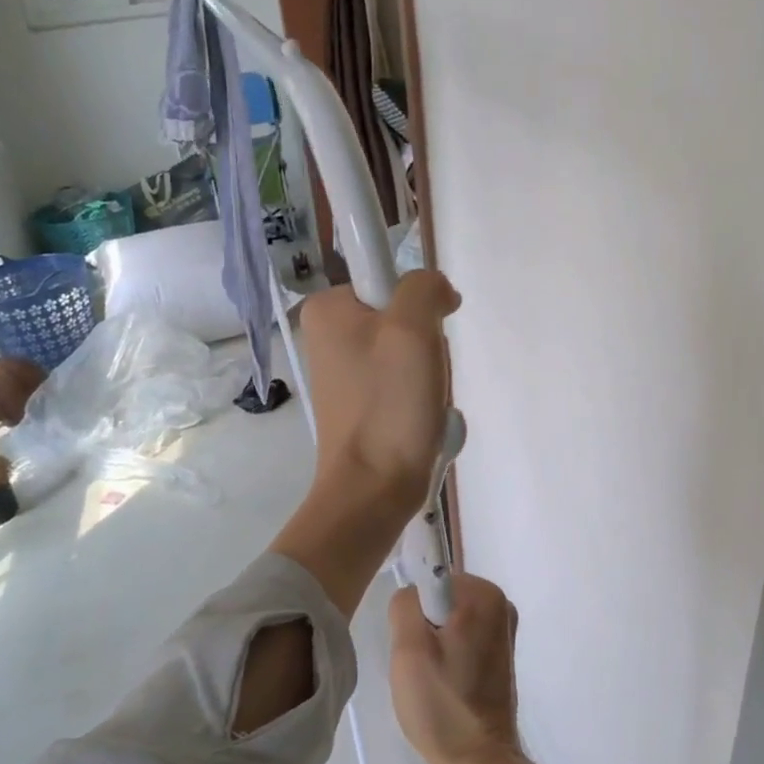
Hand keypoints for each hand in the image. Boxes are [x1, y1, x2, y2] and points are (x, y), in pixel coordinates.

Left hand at [269, 271, 460, 617]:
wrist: (374, 488)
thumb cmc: (389, 404)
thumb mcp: (411, 328)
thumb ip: (424, 287)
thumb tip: (436, 291)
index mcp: (327, 309)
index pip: (389, 275)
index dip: (419, 302)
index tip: (426, 336)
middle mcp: (328, 335)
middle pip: (402, 315)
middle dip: (427, 345)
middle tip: (424, 376)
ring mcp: (344, 372)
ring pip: (409, 351)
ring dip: (429, 374)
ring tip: (424, 404)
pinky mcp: (360, 402)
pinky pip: (403, 382)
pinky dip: (421, 397)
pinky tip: (421, 420)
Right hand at [388, 576, 528, 763]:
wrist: (478, 762)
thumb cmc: (441, 704)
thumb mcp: (408, 649)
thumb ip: (404, 604)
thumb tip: (412, 595)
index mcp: (484, 594)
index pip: (429, 580)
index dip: (415, 614)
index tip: (418, 648)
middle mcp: (501, 603)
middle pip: (438, 599)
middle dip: (423, 628)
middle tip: (421, 666)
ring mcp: (503, 629)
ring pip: (445, 620)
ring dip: (432, 645)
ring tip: (433, 679)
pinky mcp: (500, 652)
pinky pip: (459, 637)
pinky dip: (447, 656)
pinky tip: (445, 685)